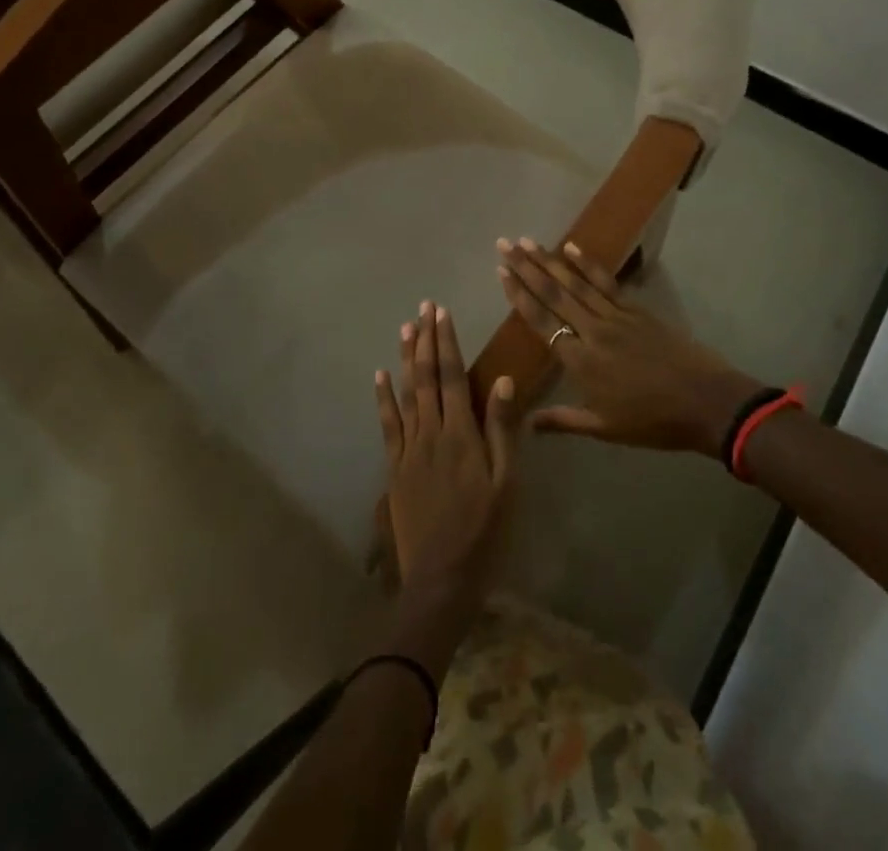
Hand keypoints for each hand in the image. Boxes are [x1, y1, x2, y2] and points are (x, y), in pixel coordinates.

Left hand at [374, 301, 519, 605]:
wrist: (441, 580)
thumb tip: (503, 381)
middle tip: (424, 307)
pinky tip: (381, 375)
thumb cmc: (484, 533)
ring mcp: (409, 449)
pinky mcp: (395, 468)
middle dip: (427, 340)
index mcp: (461, 435)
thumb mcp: (506, 485)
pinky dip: (384, 398)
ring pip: (407, 394)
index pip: (453, 377)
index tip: (442, 312)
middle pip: (428, 378)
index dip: (447, 342)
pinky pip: (388, 425)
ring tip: (406, 328)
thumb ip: (502, 431)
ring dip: (407, 359)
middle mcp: (431, 433)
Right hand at [496, 238, 761, 454]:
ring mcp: (616, 316)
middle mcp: (592, 331)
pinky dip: (588, 264)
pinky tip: (572, 248)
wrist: (705, 403)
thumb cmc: (652, 421)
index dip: (519, 296)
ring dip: (550, 260)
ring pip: (576, 283)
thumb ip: (563, 421)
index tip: (501, 272)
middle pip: (553, 294)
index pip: (541, 322)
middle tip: (505, 244)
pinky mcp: (636, 310)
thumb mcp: (604, 428)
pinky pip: (606, 282)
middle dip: (526, 268)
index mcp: (581, 361)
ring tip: (528, 241)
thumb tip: (527, 423)